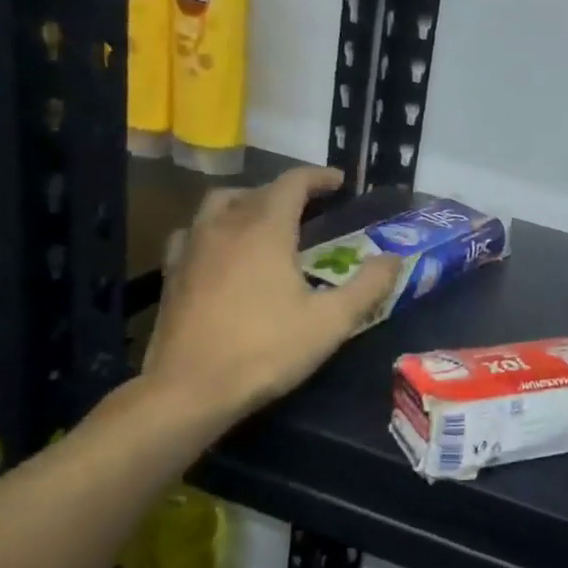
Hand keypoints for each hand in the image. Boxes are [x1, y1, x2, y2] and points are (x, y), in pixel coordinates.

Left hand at [143, 166, 400, 426]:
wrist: (189, 389)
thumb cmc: (266, 350)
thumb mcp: (331, 322)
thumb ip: (368, 286)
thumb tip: (394, 259)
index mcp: (265, 229)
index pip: (292, 183)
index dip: (318, 177)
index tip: (339, 182)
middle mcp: (226, 226)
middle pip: (257, 190)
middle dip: (287, 191)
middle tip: (310, 207)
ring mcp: (193, 247)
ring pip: (220, 204)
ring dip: (248, 202)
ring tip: (266, 221)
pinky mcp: (173, 272)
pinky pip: (194, 232)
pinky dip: (215, 228)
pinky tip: (223, 251)